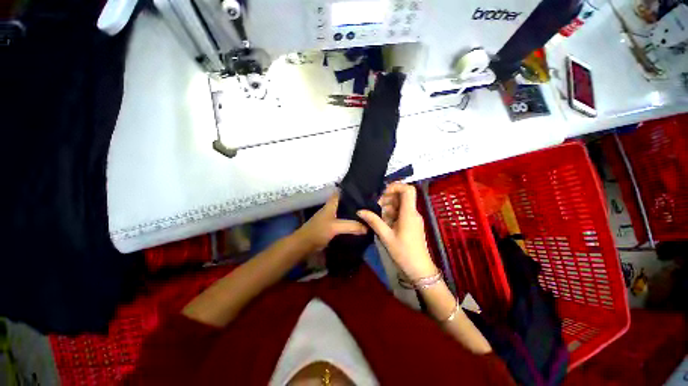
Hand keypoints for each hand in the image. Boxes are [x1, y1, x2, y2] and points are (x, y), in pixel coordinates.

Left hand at [295, 192, 367, 252]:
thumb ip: (351, 226)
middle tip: (369, 206)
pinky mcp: (331, 228)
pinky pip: (343, 223)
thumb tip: (367, 227)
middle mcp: (331, 209)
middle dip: (355, 204)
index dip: (349, 191)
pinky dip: (350, 223)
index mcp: (331, 205)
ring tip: (367, 215)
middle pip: (344, 203)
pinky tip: (358, 226)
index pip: (340, 193)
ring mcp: (331, 219)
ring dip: (353, 214)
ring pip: (344, 213)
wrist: (304, 245)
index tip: (363, 191)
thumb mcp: (335, 227)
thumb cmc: (318, 231)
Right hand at [357, 183, 436, 279]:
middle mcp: (413, 212)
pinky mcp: (412, 224)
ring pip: (401, 204)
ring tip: (378, 215)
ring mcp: (413, 218)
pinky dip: (392, 213)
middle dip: (388, 197)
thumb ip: (374, 221)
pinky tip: (383, 222)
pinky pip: (401, 212)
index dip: (395, 186)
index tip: (382, 193)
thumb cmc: (403, 252)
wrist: (419, 269)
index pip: (408, 189)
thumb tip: (360, 211)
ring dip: (388, 206)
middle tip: (376, 206)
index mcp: (409, 213)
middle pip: (402, 196)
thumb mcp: (386, 236)